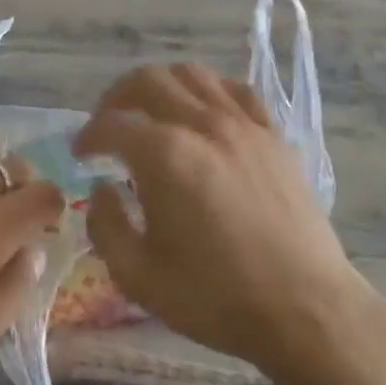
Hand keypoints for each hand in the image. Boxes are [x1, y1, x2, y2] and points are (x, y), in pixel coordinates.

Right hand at [74, 63, 368, 372]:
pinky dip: (210, 91)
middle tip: (107, 125)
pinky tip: (204, 113)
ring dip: (161, 85)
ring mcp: (243, 125)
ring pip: (193, 74)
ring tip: (151, 111)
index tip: (80, 154)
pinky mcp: (273, 136)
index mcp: (164, 155)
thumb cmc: (216, 297)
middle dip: (116, 98)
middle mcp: (202, 124)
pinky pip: (236, 91)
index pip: (111, 124)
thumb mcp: (139, 276)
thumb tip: (101, 189)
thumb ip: (106, 225)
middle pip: (148, 81)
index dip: (87, 136)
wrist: (305, 309)